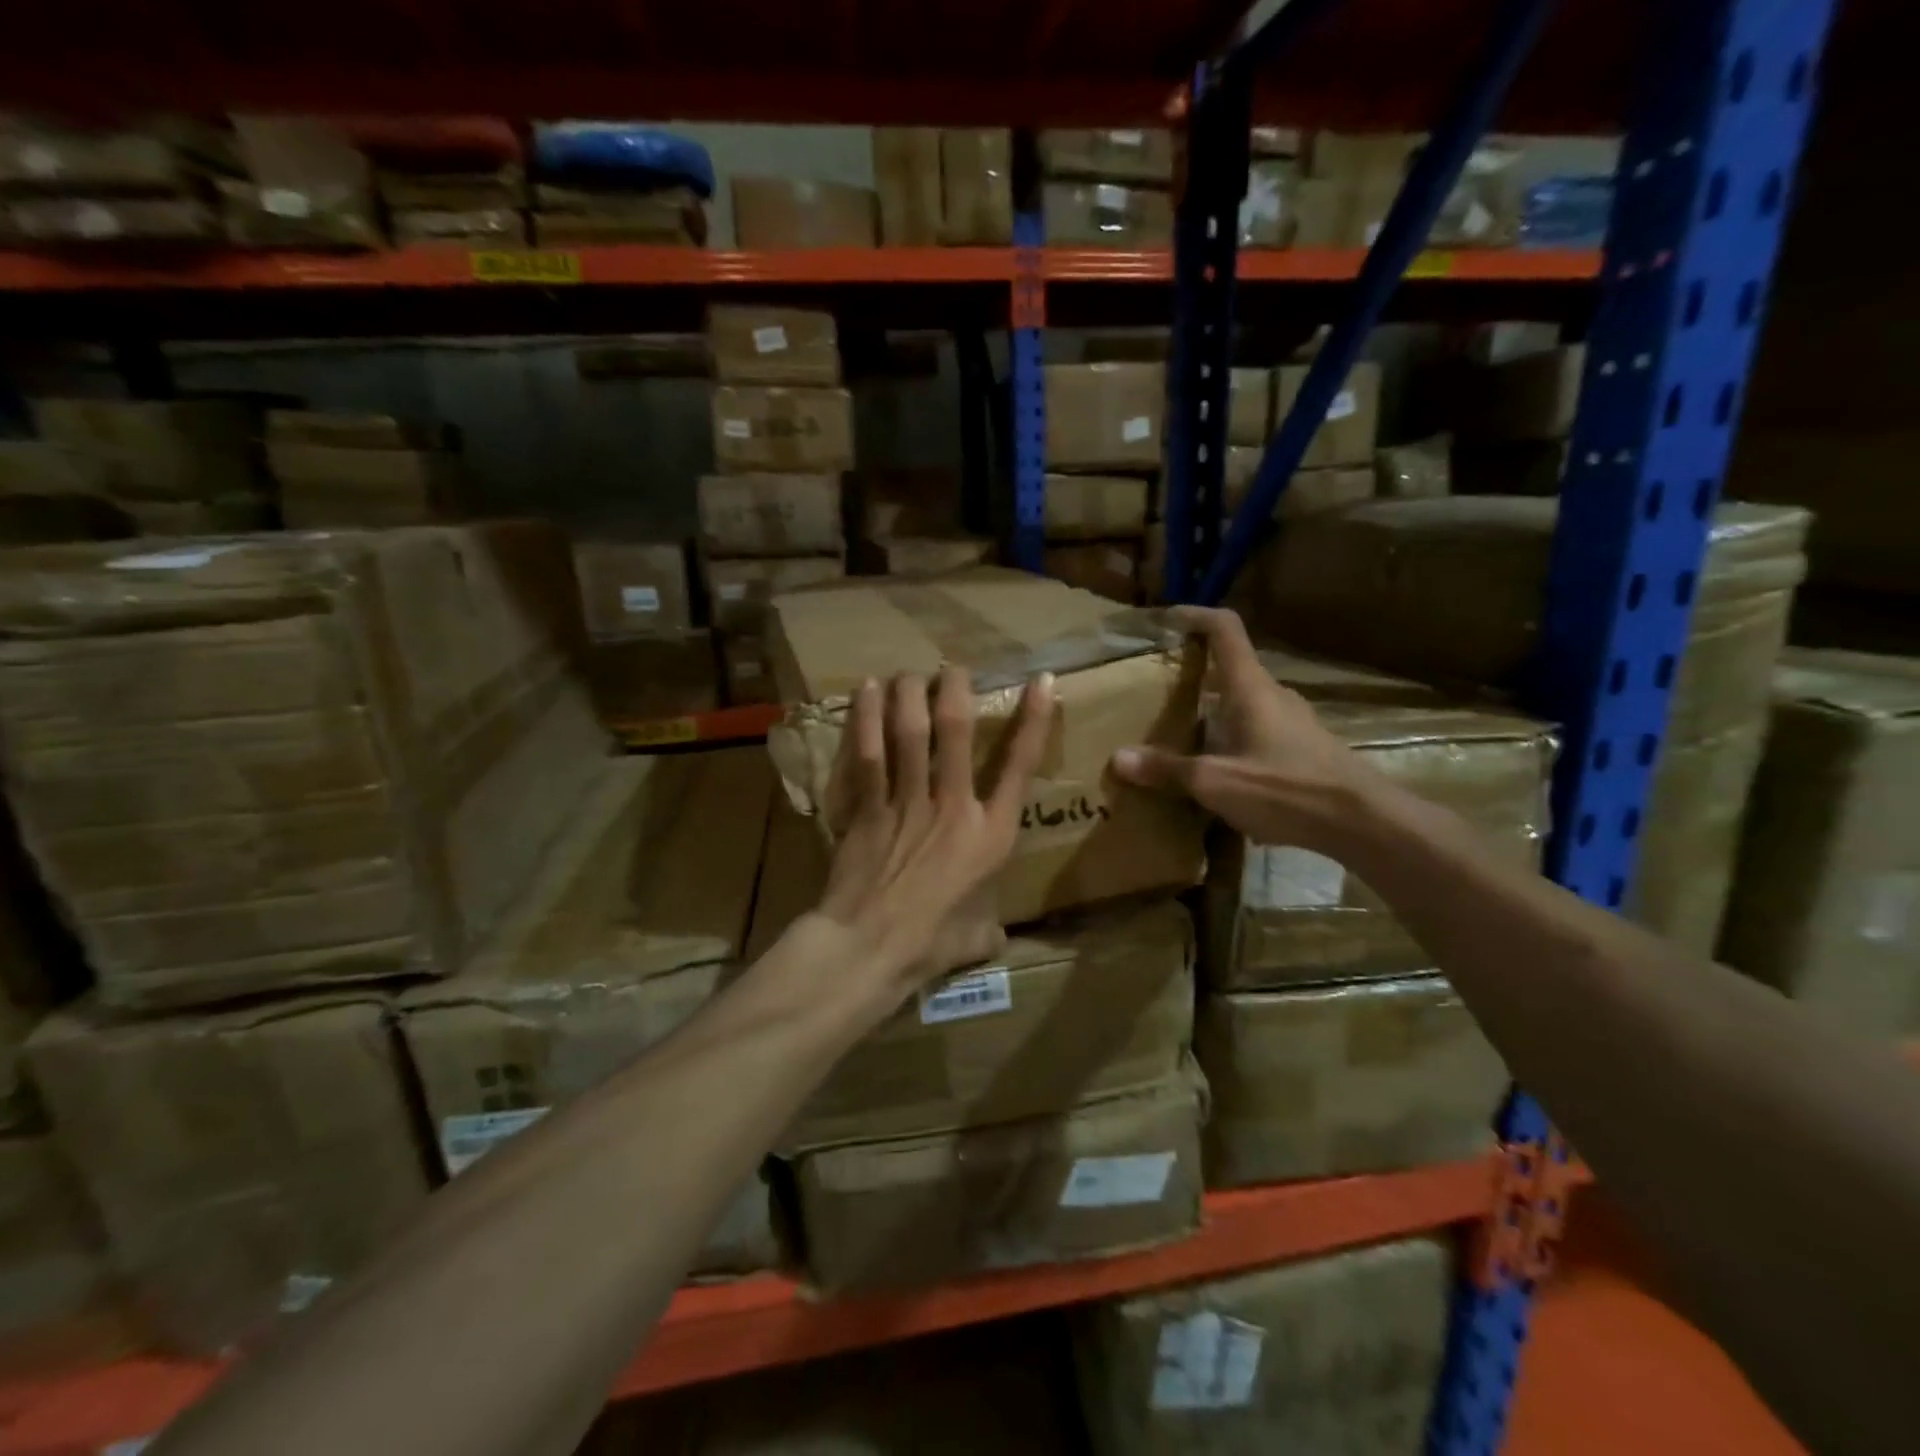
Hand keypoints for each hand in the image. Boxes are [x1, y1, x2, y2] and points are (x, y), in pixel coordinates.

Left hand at [812, 666, 1054, 997]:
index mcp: (990, 834)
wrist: (870, 948)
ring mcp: (906, 802)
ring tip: (909, 673)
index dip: (1034, 720)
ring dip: (909, 694)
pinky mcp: (867, 807)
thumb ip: (991, 926)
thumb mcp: (978, 936)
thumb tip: (995, 935)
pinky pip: (869, 753)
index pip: (1020, 765)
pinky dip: (867, 719)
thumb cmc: (931, 943)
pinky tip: (865, 691)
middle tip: (952, 669)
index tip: (1040, 681)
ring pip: (910, 732)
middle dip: (955, 690)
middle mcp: (952, 805)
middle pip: (956, 731)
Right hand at [1109, 606, 1369, 852]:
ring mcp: (1292, 720)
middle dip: (1194, 672)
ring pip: (1244, 701)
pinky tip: (1217, 769)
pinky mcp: (1303, 747)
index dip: (1195, 615)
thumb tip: (1117, 758)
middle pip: (1230, 667)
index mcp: (1250, 687)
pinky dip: (1231, 736)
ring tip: (1179, 732)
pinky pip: (1257, 729)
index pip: (1224, 629)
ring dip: (1212, 709)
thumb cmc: (1286, 789)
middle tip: (1157, 689)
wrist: (1362, 822)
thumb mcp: (1215, 782)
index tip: (1166, 619)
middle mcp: (1273, 694)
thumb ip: (1167, 769)